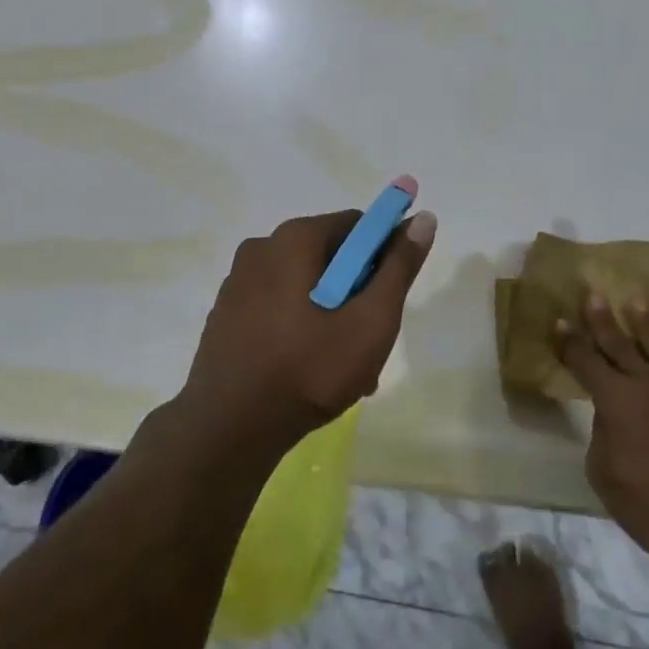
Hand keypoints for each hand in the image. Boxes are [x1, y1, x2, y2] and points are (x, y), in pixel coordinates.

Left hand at [176, 207, 437, 458]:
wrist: (227, 431)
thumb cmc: (308, 370)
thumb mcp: (371, 321)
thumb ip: (399, 267)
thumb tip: (423, 217)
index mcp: (294, 238)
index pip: (357, 226)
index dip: (383, 257)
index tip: (388, 300)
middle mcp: (261, 247)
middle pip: (330, 255)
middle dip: (356, 291)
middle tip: (369, 340)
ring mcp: (237, 281)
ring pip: (303, 284)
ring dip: (330, 313)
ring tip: (342, 366)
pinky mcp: (225, 314)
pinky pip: (276, 306)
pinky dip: (299, 326)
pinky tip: (307, 370)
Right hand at [558, 294, 648, 563]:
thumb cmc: (645, 503)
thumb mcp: (601, 471)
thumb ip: (602, 431)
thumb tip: (611, 413)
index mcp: (615, 399)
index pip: (585, 361)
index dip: (570, 342)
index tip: (561, 321)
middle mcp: (648, 383)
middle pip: (620, 344)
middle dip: (603, 320)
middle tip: (594, 295)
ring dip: (646, 323)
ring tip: (637, 302)